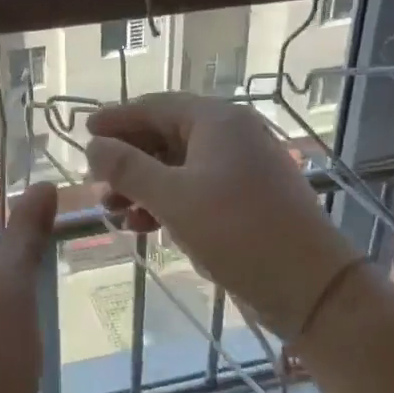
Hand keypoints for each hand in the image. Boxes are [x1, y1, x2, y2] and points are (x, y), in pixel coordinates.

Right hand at [86, 94, 363, 339]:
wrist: (309, 285)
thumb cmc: (237, 231)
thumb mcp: (172, 198)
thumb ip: (128, 168)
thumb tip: (93, 145)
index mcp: (217, 121)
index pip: (155, 107)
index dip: (117, 119)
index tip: (84, 131)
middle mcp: (231, 135)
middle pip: (165, 135)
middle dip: (127, 159)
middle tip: (95, 180)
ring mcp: (241, 168)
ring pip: (178, 166)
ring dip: (142, 186)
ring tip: (112, 211)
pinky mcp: (246, 199)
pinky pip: (195, 189)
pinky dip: (166, 203)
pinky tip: (142, 227)